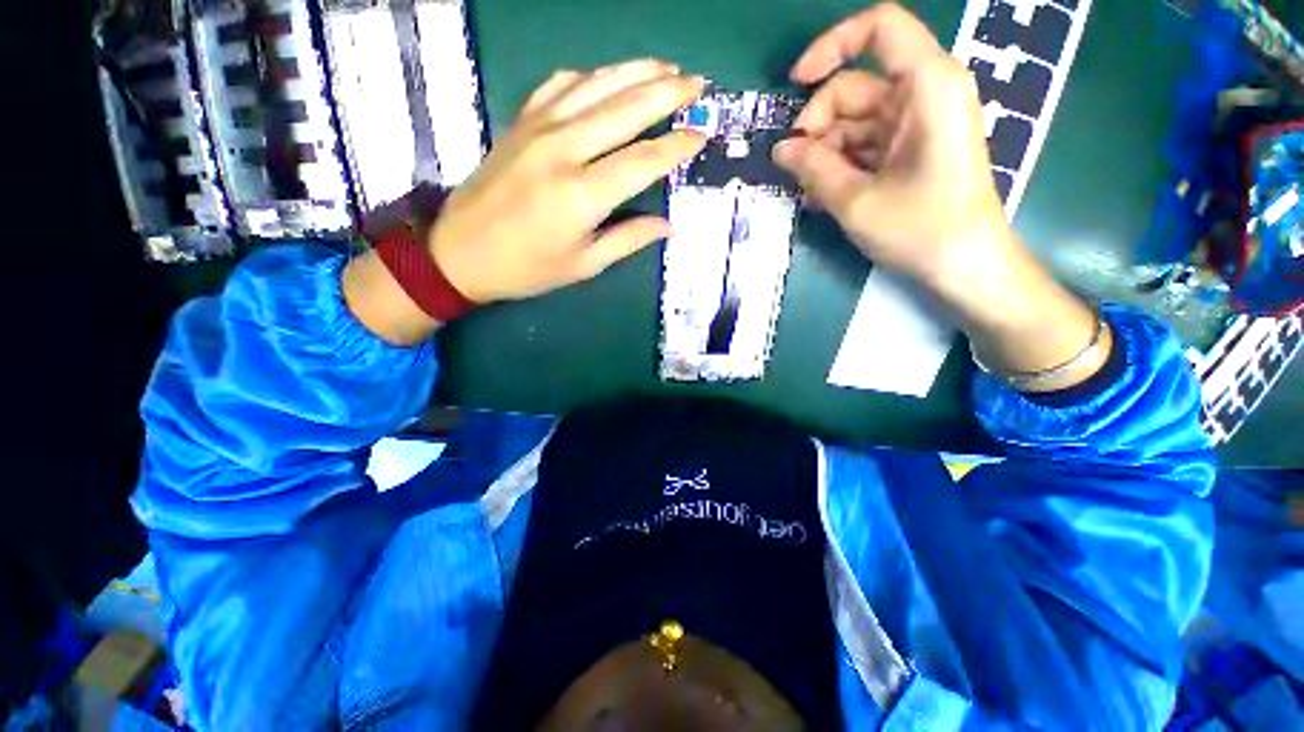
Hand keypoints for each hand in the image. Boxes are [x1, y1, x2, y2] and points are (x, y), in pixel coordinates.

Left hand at [430, 60, 707, 302]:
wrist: (459, 252)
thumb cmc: (526, 268)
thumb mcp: (583, 264)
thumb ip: (628, 240)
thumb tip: (668, 226)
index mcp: (582, 194)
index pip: (643, 161)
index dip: (676, 147)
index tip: (701, 135)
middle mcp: (564, 150)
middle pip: (625, 109)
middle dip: (667, 93)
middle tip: (698, 84)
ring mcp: (538, 129)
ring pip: (596, 86)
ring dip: (635, 72)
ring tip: (666, 67)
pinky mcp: (520, 122)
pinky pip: (560, 86)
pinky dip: (589, 77)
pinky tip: (606, 77)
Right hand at [775, 4, 1107, 389]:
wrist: (965, 267)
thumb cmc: (921, 230)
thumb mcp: (856, 201)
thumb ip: (814, 168)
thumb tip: (781, 149)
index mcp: (928, 86)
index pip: (880, 27)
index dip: (832, 45)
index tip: (796, 84)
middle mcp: (925, 94)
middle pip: (856, 86)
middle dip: (819, 124)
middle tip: (795, 167)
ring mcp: (919, 124)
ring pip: (855, 120)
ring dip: (825, 152)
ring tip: (809, 192)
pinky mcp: (912, 150)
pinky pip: (866, 144)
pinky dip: (841, 165)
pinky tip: (824, 195)